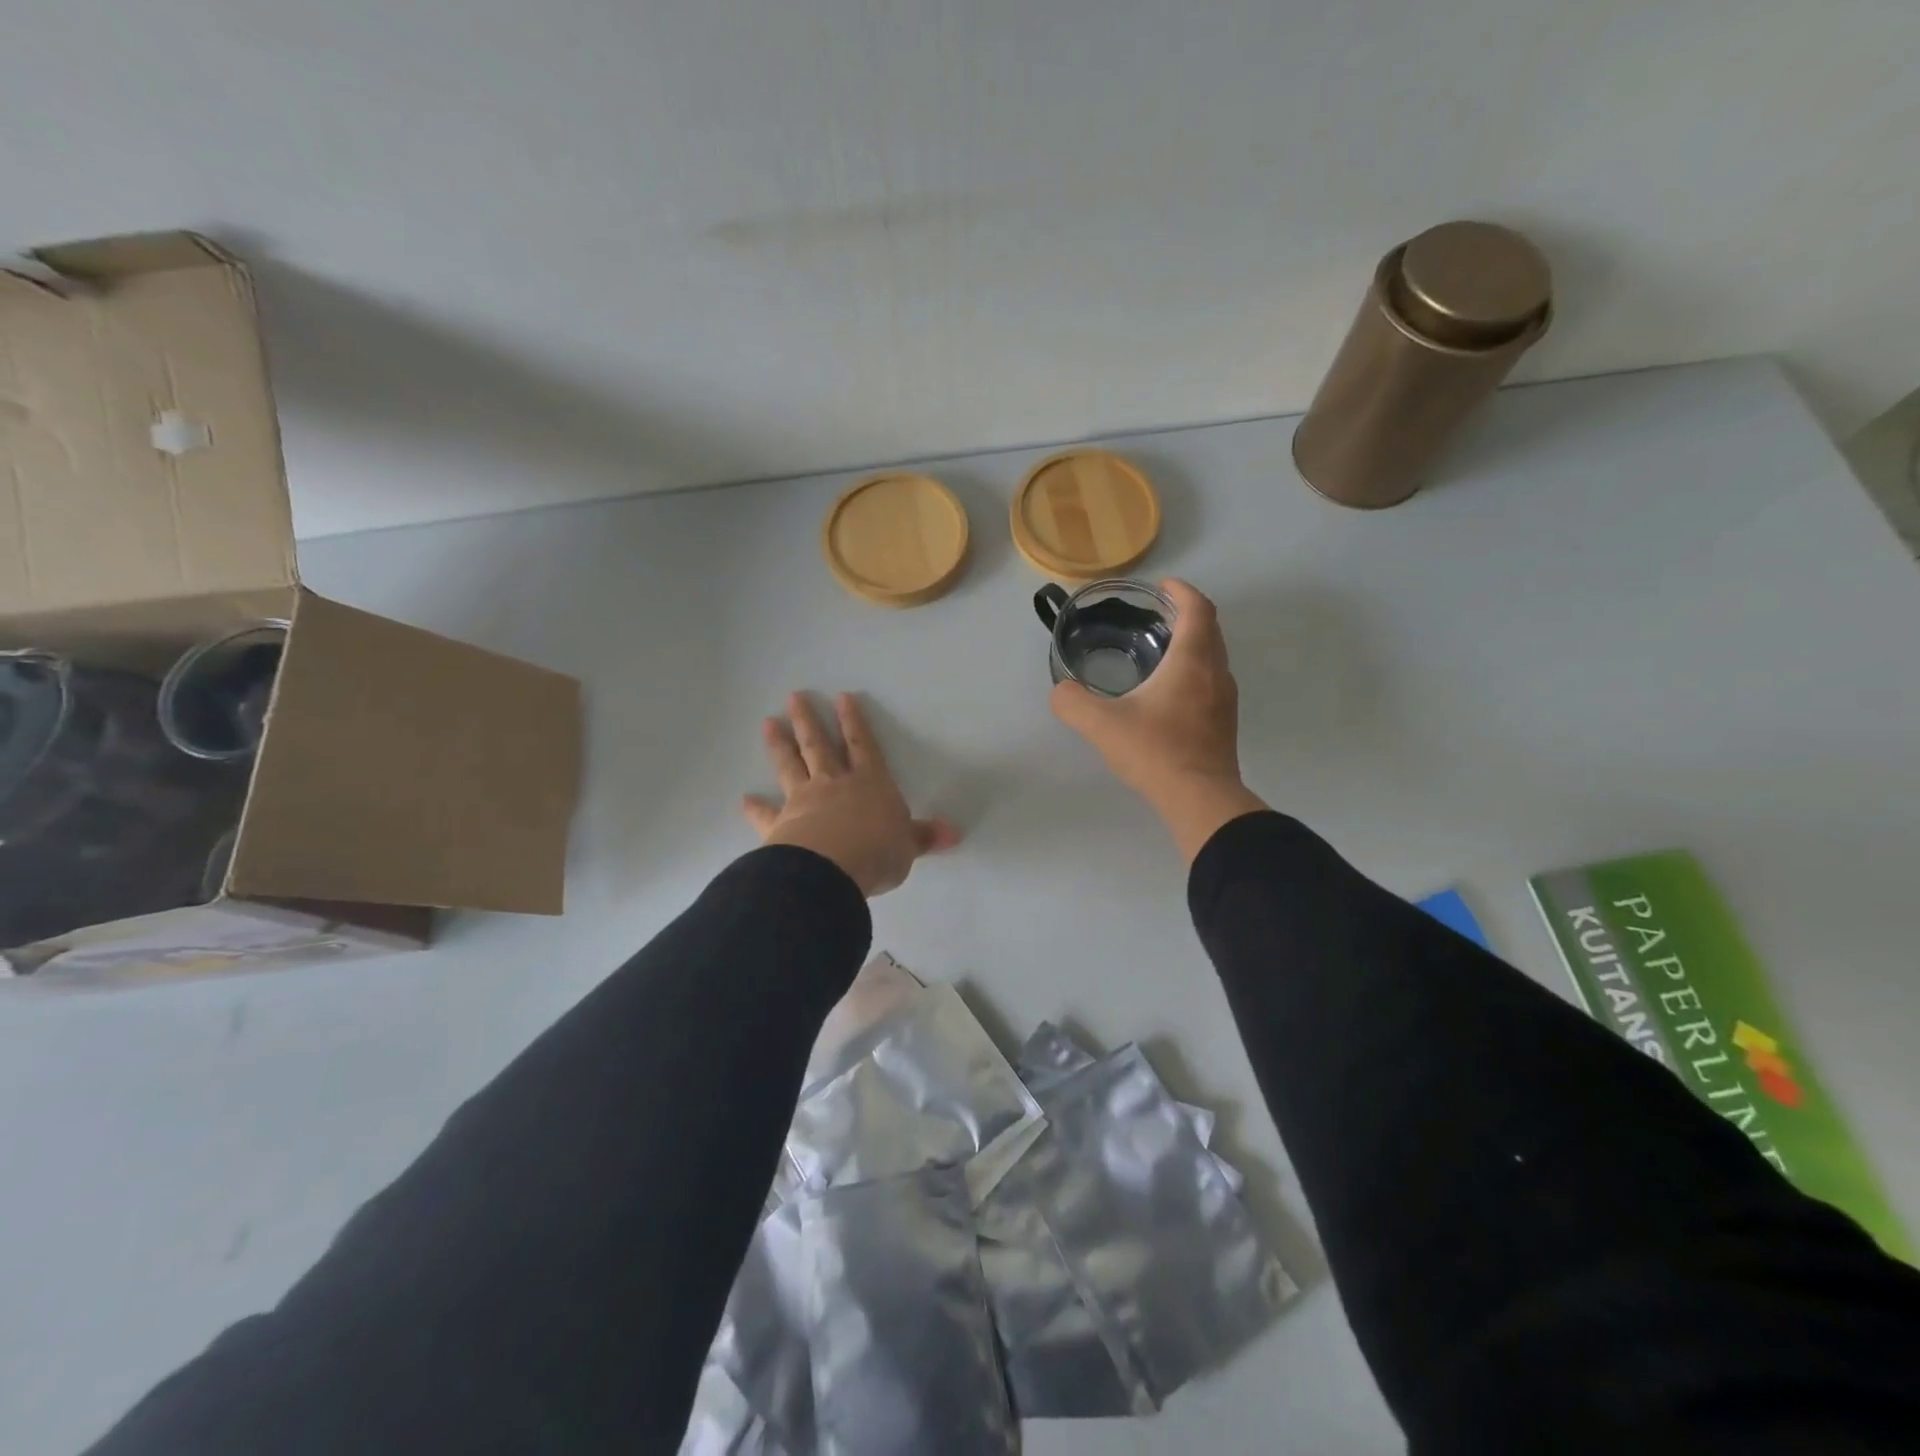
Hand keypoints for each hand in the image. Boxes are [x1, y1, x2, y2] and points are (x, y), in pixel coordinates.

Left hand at [743, 692, 959, 896]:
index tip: (841, 697)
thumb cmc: (877, 852)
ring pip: (791, 766)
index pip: (863, 745)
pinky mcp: (781, 825)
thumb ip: (924, 837)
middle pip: (819, 746)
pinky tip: (744, 800)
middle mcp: (835, 784)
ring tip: (768, 723)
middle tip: (793, 696)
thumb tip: (953, 834)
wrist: (831, 869)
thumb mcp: (908, 846)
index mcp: (870, 783)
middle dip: (808, 721)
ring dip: (779, 745)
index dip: (853, 722)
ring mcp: (804, 801)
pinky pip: (766, 814)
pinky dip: (756, 808)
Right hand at [1050, 579, 1268, 861]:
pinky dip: (1195, 672)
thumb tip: (1060, 691)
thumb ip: (1073, 702)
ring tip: (1160, 651)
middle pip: (1210, 630)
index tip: (1162, 587)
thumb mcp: (1101, 725)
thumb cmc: (1155, 751)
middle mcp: (1216, 673)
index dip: (1182, 591)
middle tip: (1156, 617)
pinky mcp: (1224, 724)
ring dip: (1193, 645)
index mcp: (1191, 661)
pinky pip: (1212, 682)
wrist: (1200, 799)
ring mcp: (1225, 700)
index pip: (1197, 609)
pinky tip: (1169, 694)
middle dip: (1186, 615)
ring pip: (1213, 658)